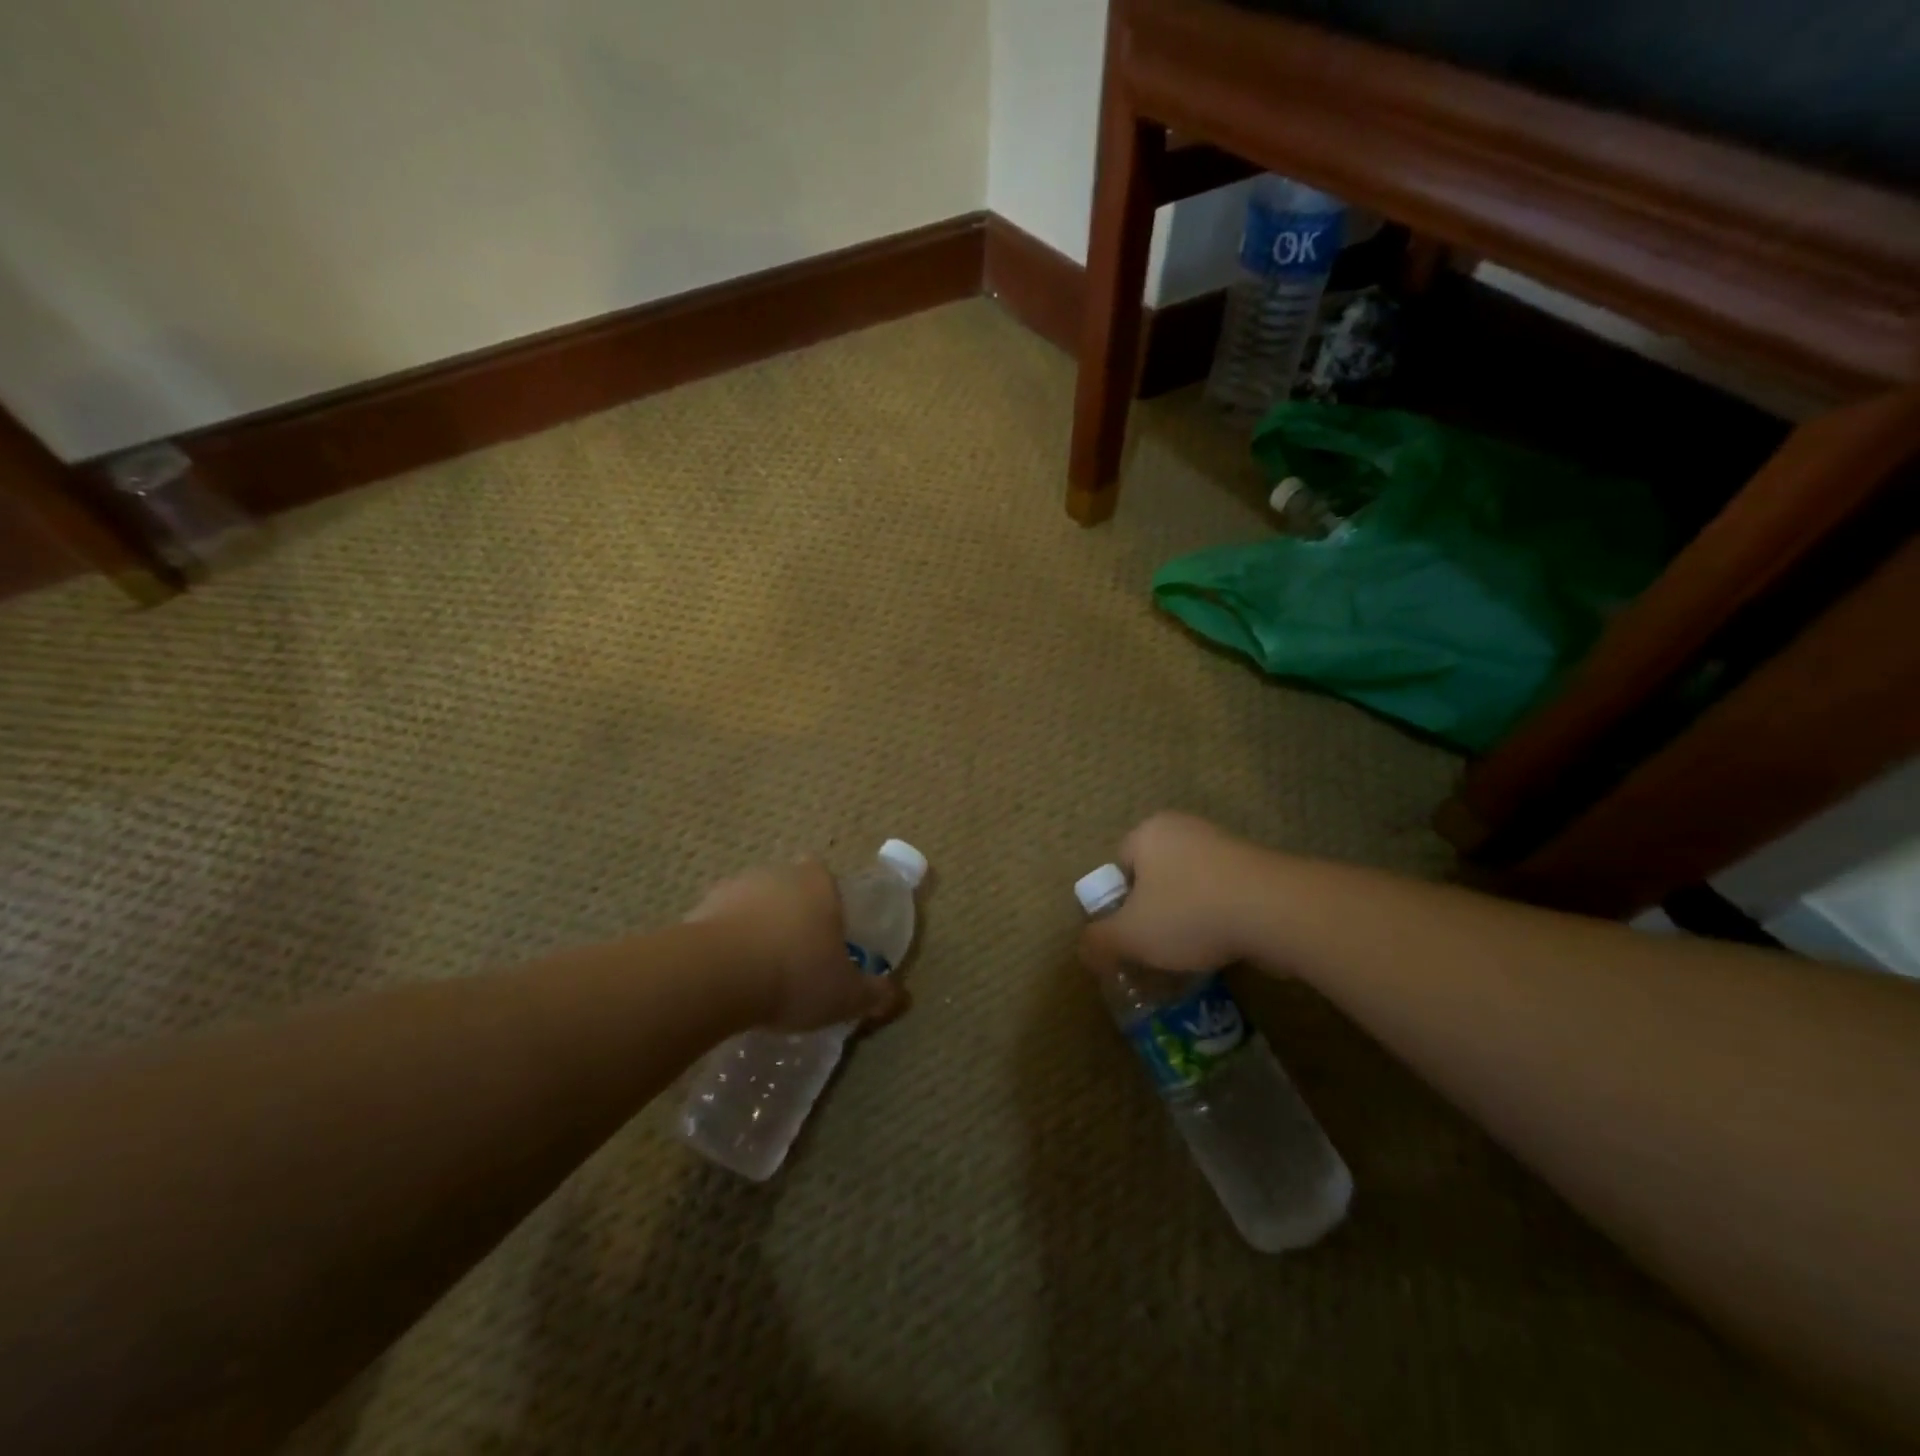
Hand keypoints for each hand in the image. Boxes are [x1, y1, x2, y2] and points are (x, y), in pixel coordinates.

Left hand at [686, 860, 905, 1030]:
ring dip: (757, 929)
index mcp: (819, 883)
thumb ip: (873, 993)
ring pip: (754, 904)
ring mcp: (736, 887)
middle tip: (796, 959)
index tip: (828, 938)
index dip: (830, 906)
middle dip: (793, 917)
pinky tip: (728, 978)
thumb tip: (899, 996)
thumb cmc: (794, 974)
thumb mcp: (845, 995)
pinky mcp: (699, 908)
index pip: (829, 880)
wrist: (716, 974)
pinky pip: (721, 924)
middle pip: (790, 889)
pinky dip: (726, 944)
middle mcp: (778, 874)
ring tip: (759, 973)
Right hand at [1078, 812, 1259, 975]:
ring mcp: (1225, 845)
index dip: (1120, 903)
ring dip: (1189, 916)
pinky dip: (1220, 918)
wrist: (1275, 910)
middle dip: (1154, 911)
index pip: (1120, 865)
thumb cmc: (1189, 913)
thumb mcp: (1131, 935)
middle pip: (1156, 876)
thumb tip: (1083, 949)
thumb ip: (1099, 940)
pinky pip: (1224, 894)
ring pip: (1191, 886)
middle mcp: (1185, 829)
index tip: (1131, 933)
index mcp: (1149, 832)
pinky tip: (1224, 945)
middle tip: (1157, 945)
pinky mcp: (1258, 868)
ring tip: (1192, 952)